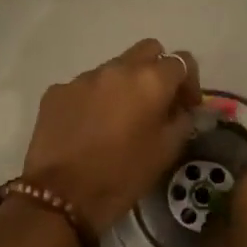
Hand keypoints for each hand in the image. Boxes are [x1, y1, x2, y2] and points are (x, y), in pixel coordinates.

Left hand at [20, 39, 202, 232]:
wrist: (61, 196)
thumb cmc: (122, 176)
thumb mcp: (166, 152)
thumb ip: (182, 121)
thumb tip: (184, 109)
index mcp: (150, 80)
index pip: (182, 60)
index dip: (189, 82)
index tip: (186, 107)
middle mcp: (117, 68)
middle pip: (147, 50)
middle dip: (157, 70)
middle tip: (157, 102)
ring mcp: (83, 77)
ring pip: (113, 68)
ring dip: (123, 85)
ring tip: (119, 118)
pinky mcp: (57, 91)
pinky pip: (84, 86)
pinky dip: (94, 99)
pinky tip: (89, 127)